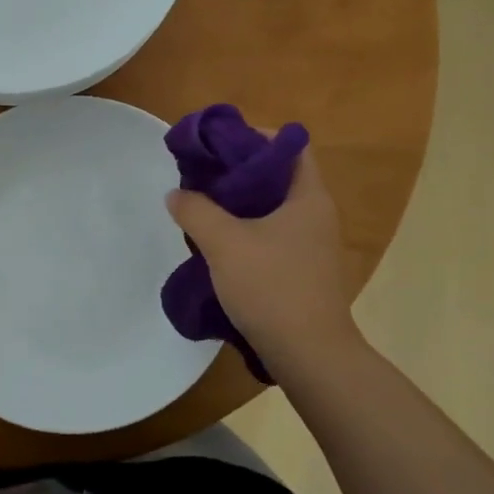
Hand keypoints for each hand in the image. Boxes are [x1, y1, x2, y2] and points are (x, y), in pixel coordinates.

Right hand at [165, 148, 360, 370]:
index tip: (219, 145)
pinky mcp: (303, 270)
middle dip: (238, 170)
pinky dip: (246, 229)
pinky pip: (272, 234)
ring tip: (202, 206)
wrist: (310, 357)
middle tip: (202, 175)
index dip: (254, 136)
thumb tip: (177, 194)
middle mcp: (316, 214)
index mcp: (308, 196)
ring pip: (272, 207)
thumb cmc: (273, 288)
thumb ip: (195, 210)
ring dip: (238, 203)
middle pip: (277, 175)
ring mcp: (312, 244)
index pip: (289, 145)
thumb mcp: (224, 243)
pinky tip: (217, 242)